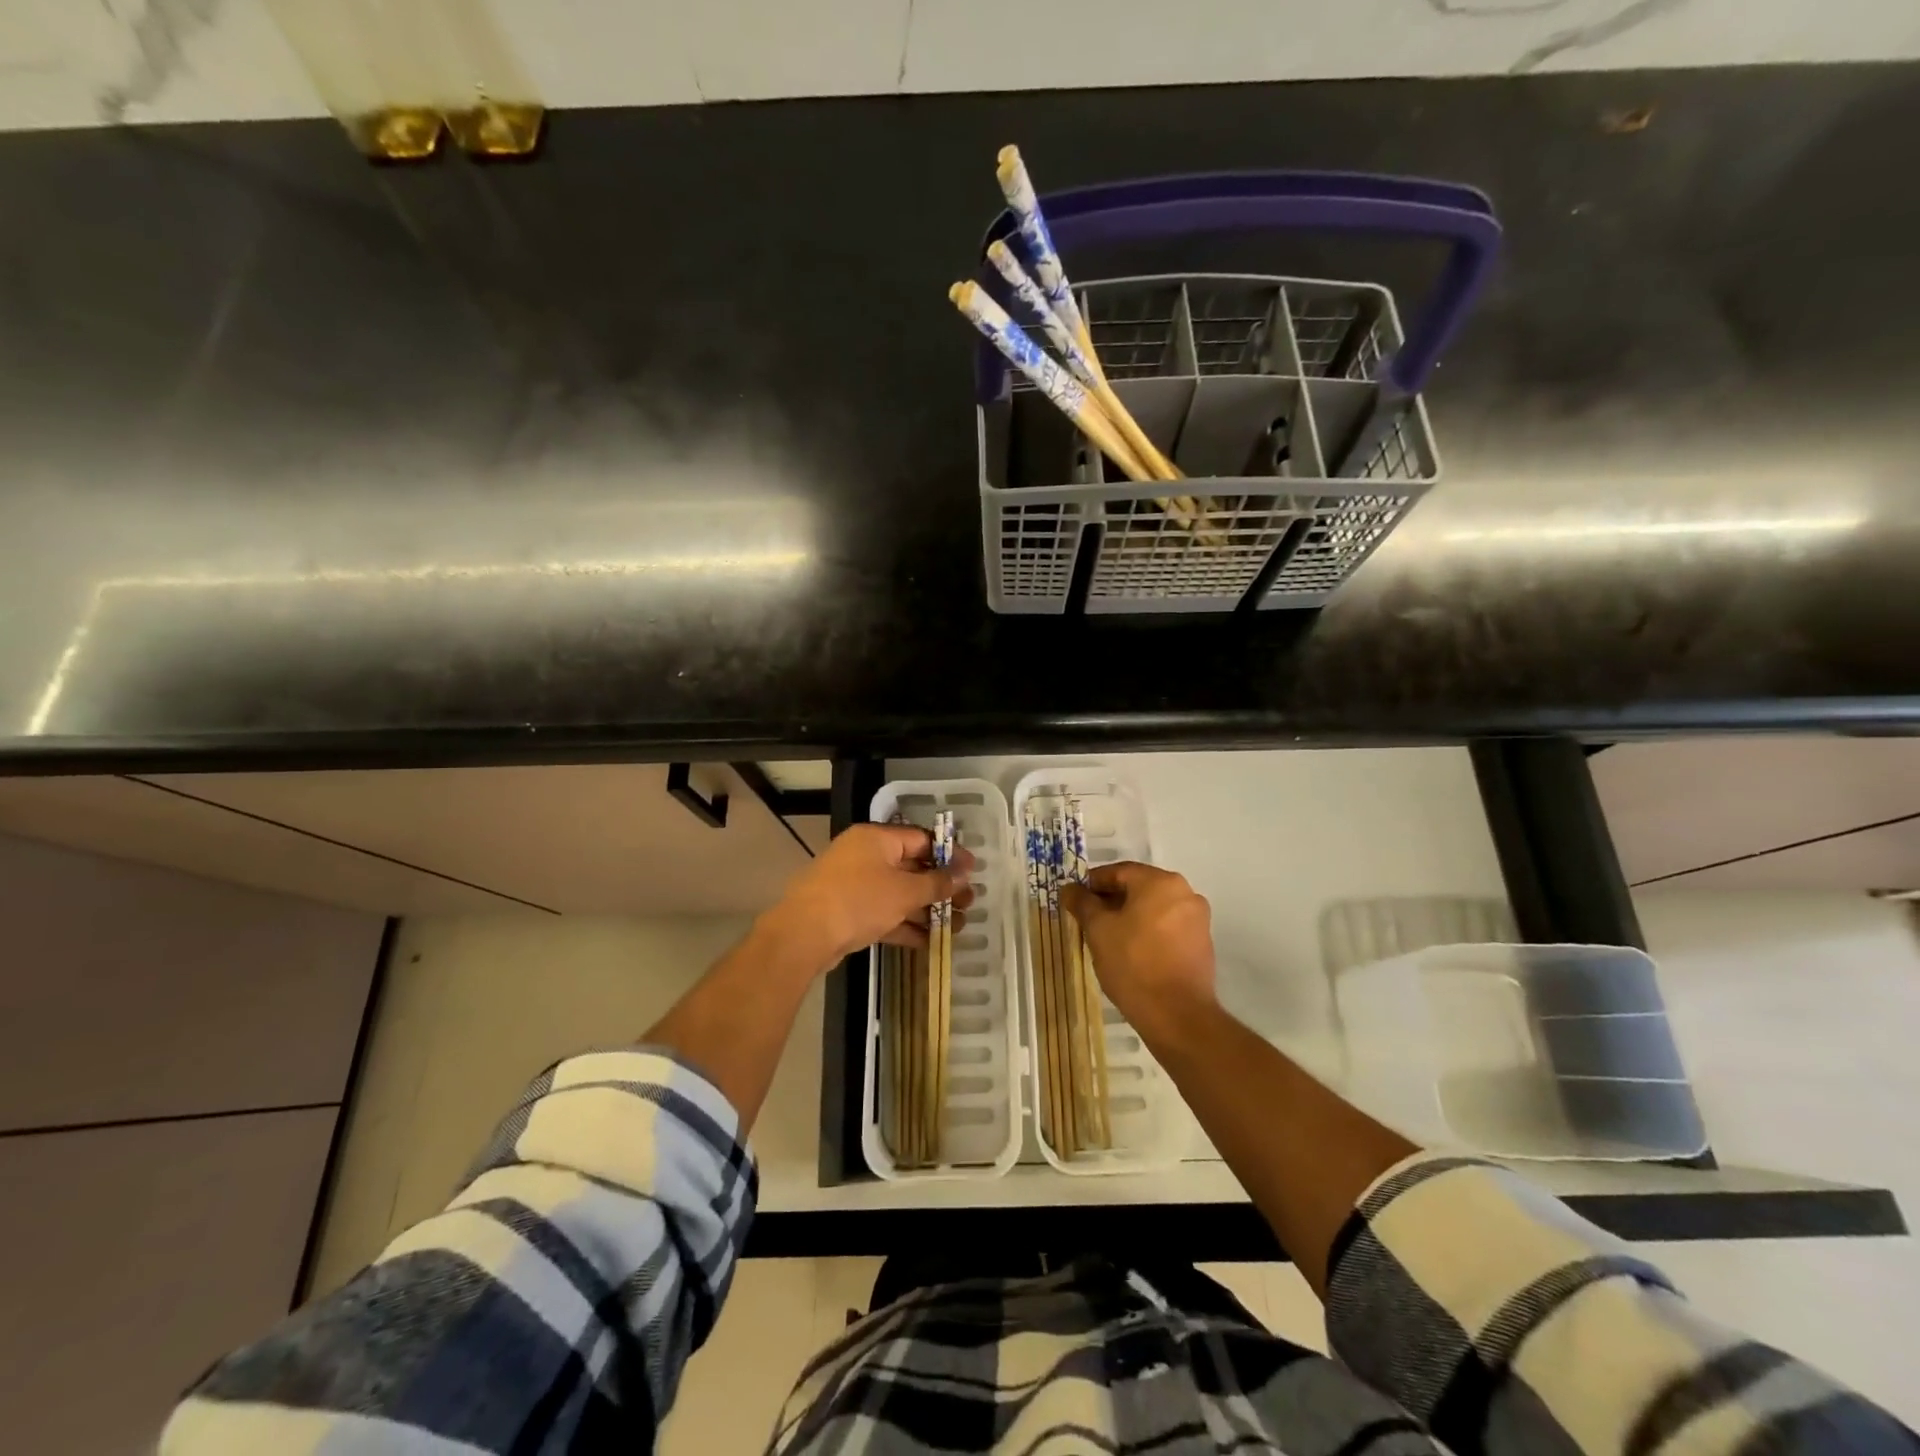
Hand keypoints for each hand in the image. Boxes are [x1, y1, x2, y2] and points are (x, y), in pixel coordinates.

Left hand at [761, 823, 973, 972]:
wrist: (803, 935)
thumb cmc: (859, 901)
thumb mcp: (905, 891)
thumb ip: (937, 882)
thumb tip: (964, 872)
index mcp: (877, 839)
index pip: (921, 839)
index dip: (949, 855)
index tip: (972, 872)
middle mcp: (865, 856)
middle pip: (912, 867)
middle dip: (941, 887)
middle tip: (968, 904)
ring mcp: (854, 885)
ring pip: (899, 893)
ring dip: (926, 909)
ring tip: (956, 927)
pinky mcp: (848, 912)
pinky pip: (884, 913)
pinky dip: (905, 924)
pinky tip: (929, 941)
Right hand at [1062, 862, 1215, 1044]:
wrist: (1177, 1015)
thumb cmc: (1133, 963)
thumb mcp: (1098, 930)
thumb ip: (1083, 903)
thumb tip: (1069, 888)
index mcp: (1160, 882)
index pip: (1119, 871)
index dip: (1092, 884)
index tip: (1075, 900)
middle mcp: (1185, 892)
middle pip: (1139, 888)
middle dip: (1111, 901)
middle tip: (1088, 920)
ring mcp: (1198, 919)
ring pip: (1154, 908)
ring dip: (1130, 917)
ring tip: (1107, 938)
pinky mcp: (1202, 943)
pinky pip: (1168, 927)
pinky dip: (1148, 932)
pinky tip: (1131, 952)